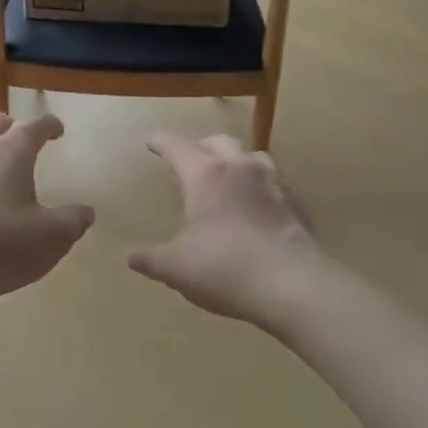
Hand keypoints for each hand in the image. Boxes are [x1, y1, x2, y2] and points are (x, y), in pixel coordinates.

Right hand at [128, 134, 319, 328]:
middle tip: (191, 158)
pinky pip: (275, 185)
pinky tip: (258, 206)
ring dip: (237, 160)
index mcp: (206, 175)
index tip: (153, 141)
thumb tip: (131, 257)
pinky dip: (261, 188)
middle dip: (201, 145)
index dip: (162, 143)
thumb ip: (152, 259)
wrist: (292, 286)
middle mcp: (240, 169)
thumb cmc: (223, 267)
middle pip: (219, 142)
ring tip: (229, 175)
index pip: (178, 148)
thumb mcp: (176, 267)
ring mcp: (273, 185)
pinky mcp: (296, 207)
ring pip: (253, 157)